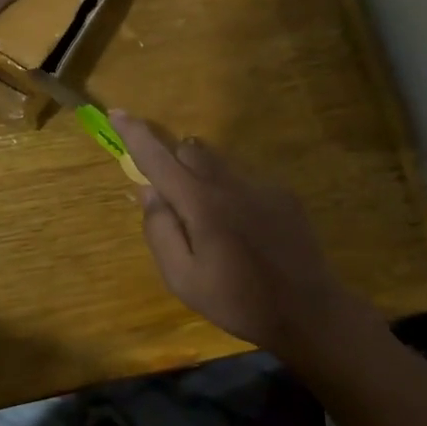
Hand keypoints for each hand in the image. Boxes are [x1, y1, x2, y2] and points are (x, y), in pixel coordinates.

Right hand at [113, 112, 377, 359]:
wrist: (309, 312)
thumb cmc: (237, 301)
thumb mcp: (182, 279)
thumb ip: (160, 230)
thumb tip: (149, 191)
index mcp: (201, 203)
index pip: (159, 157)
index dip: (135, 134)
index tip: (117, 113)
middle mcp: (231, 183)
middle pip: (191, 150)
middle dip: (173, 164)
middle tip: (173, 204)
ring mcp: (261, 186)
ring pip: (219, 165)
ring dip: (202, 180)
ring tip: (213, 227)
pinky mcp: (283, 195)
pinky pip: (244, 182)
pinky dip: (231, 195)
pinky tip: (245, 234)